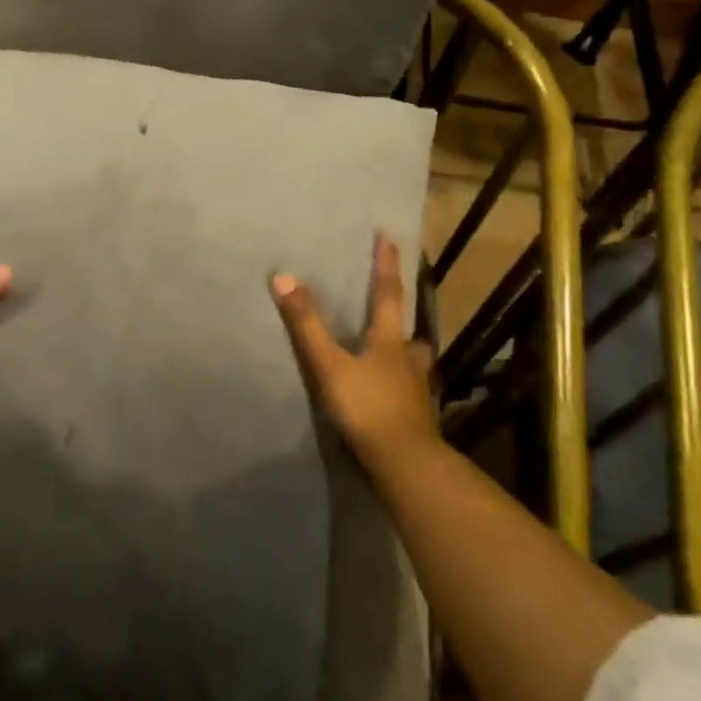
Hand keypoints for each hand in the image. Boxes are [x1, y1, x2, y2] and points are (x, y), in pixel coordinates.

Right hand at [270, 233, 437, 471]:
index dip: (386, 265)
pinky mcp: (416, 418)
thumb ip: (306, 324)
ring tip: (393, 356)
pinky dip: (401, 387)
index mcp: (389, 341)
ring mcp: (416, 391)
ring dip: (405, 356)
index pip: (387, 294)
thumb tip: (284, 277)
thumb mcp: (329, 364)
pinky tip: (391, 396)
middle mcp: (408, 361)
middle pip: (408, 332)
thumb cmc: (367, 407)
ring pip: (414, 365)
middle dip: (401, 320)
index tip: (389, 237)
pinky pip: (409, 393)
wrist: (405, 463)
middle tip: (394, 316)